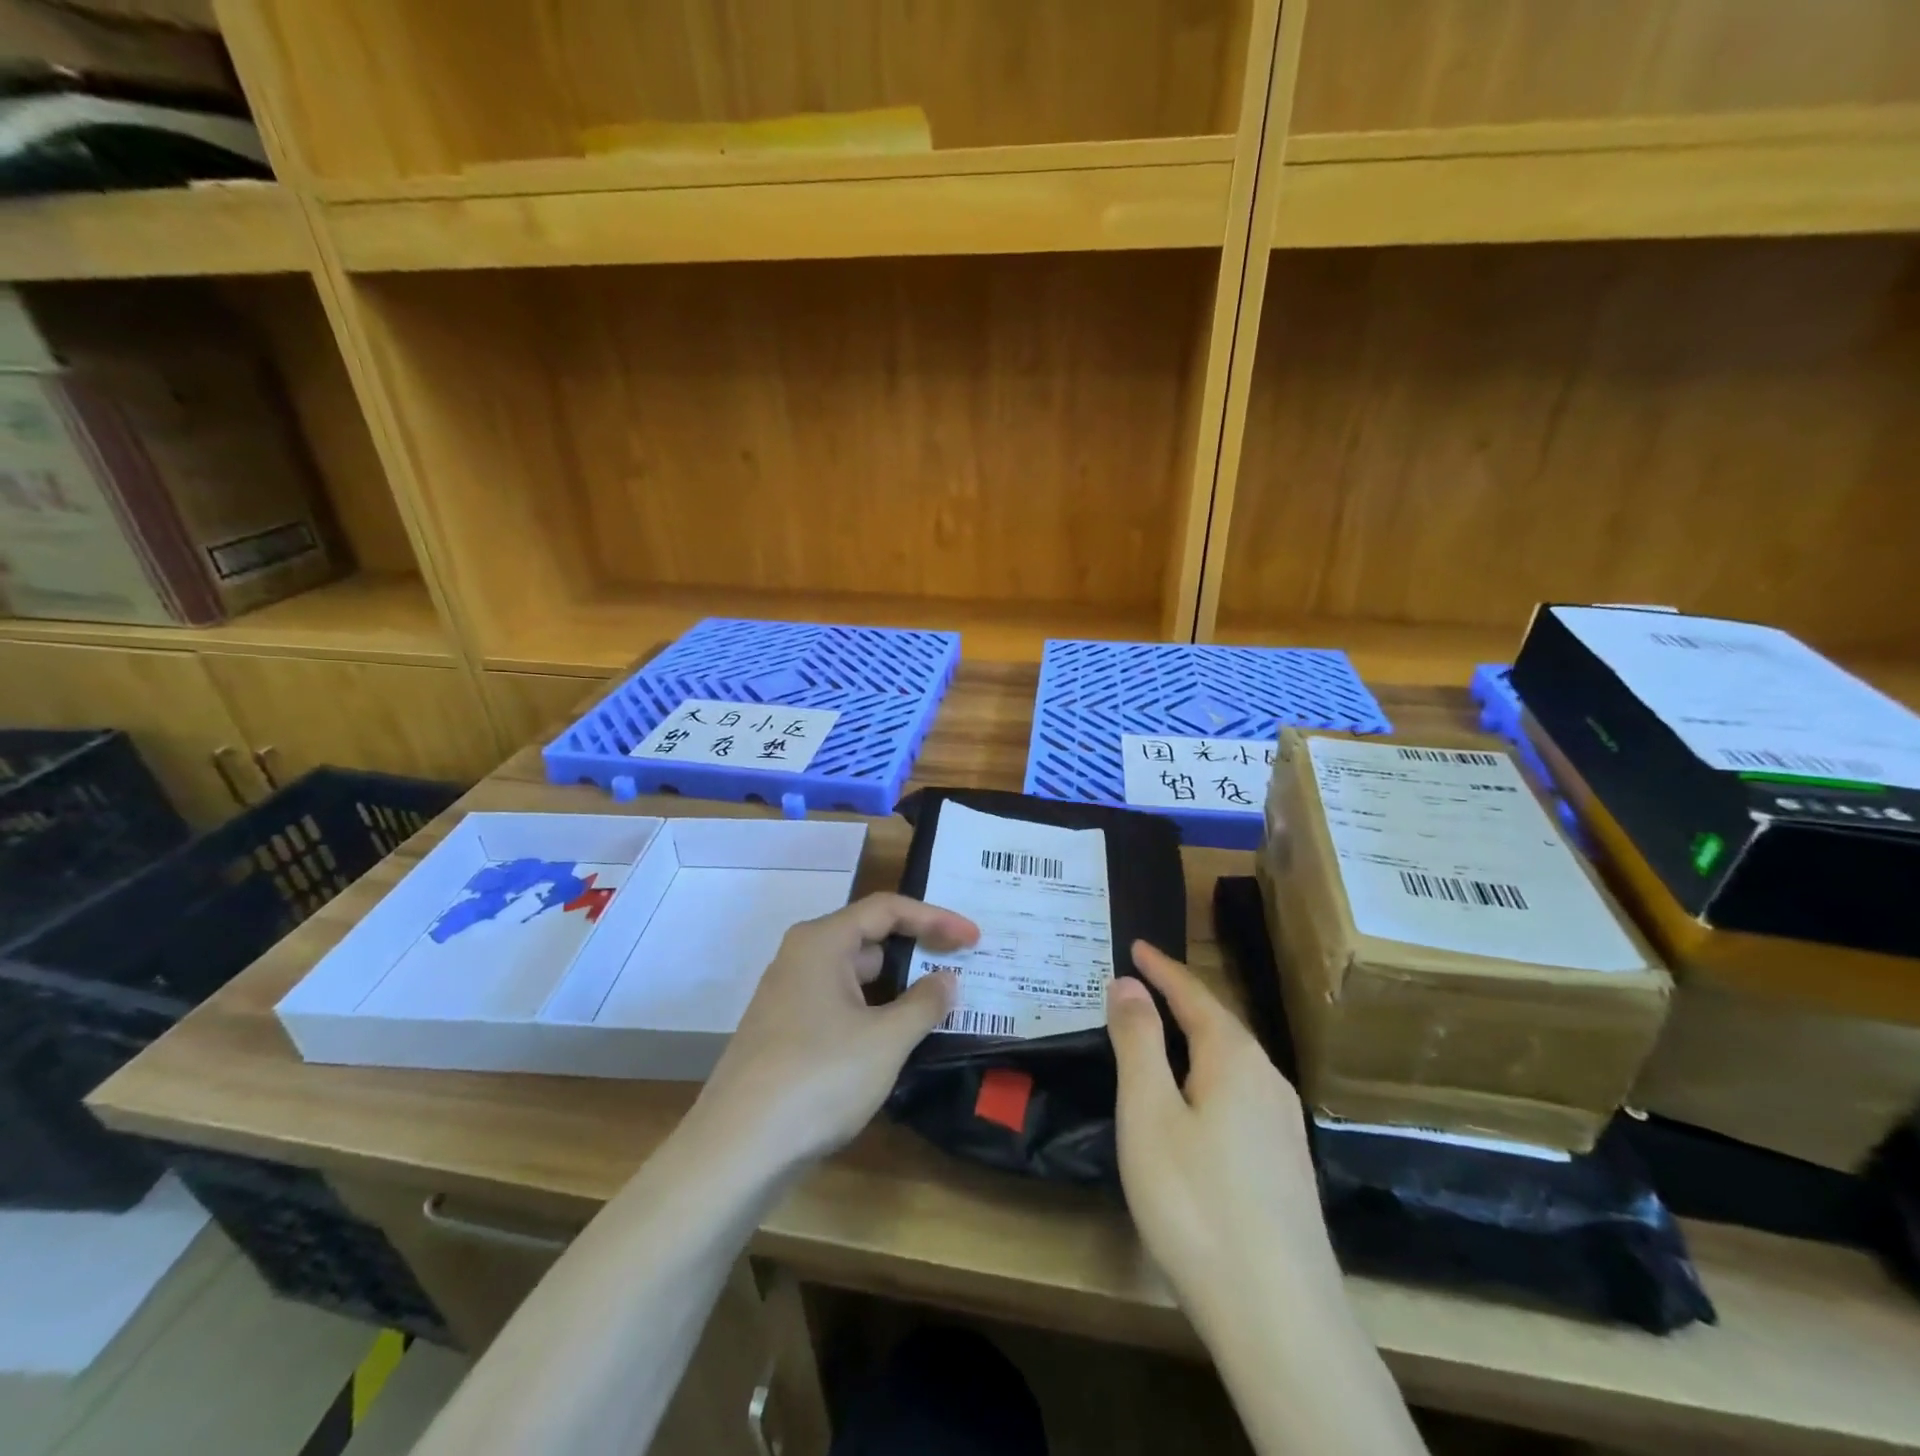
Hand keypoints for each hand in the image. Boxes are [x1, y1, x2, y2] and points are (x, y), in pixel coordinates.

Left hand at [695, 893, 978, 1173]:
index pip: (888, 909)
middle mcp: (801, 957)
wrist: (736, 1150)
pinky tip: (895, 1037)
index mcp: (822, 941)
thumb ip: (924, 1003)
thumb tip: (945, 980)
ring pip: (854, 975)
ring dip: (896, 985)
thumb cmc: (818, 1078)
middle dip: (917, 949)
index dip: (936, 918)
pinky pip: (839, 1004)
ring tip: (937, 1003)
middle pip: (869, 937)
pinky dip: (872, 1010)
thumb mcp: (885, 1040)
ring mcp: (789, 996)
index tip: (974, 938)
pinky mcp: (785, 1031)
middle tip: (960, 967)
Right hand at [1107, 941, 1338, 1318]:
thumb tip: (1128, 982)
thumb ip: (1137, 1041)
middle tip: (1141, 982)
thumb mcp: (1148, 1113)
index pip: (1193, 994)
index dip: (1161, 968)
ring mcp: (1283, 1123)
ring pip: (1233, 1059)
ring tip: (1163, 1030)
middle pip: (1219, 1022)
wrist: (1279, 1317)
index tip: (1136, 945)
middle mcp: (1267, 1079)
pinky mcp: (1285, 1162)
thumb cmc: (1196, 1202)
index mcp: (1234, 1058)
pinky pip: (1241, 1092)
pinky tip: (1198, 1099)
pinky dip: (1210, 1072)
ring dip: (1196, 1036)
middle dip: (1179, 997)